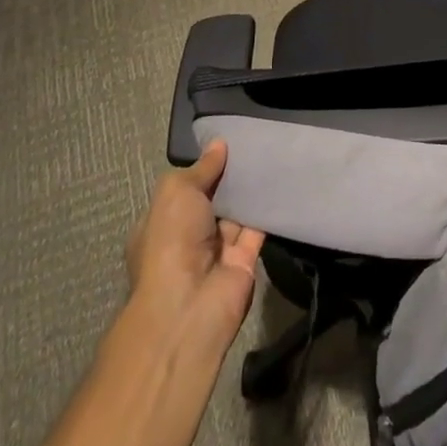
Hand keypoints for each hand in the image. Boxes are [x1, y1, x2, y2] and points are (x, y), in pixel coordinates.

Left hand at [123, 142, 264, 356]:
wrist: (190, 305)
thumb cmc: (171, 242)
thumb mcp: (175, 193)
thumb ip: (200, 168)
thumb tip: (219, 144)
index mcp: (163, 222)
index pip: (184, 189)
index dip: (203, 166)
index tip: (227, 141)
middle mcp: (189, 236)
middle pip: (214, 198)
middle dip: (230, 175)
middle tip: (256, 140)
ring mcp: (218, 249)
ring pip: (238, 210)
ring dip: (251, 188)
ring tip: (273, 150)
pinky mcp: (246, 259)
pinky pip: (259, 226)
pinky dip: (269, 206)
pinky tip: (284, 177)